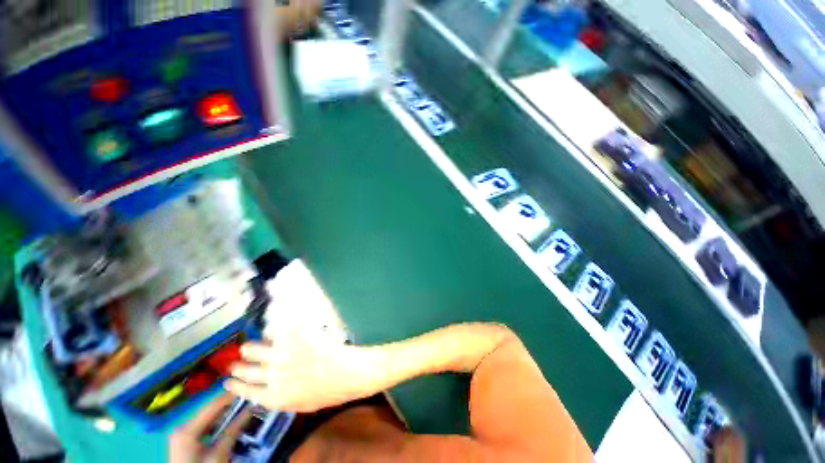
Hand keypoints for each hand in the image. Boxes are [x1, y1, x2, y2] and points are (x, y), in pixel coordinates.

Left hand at [169, 394, 250, 462]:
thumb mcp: (219, 453)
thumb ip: (233, 430)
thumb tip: (250, 409)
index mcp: (187, 429)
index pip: (214, 405)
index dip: (232, 396)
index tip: (250, 389)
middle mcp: (183, 428)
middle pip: (211, 412)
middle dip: (231, 408)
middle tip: (250, 403)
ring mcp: (183, 436)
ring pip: (210, 420)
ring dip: (226, 417)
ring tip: (243, 413)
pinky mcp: (186, 443)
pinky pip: (206, 428)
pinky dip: (219, 426)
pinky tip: (230, 427)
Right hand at [226, 324, 372, 412]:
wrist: (349, 372)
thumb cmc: (329, 391)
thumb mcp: (301, 404)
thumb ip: (281, 398)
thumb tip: (266, 391)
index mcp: (275, 398)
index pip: (246, 392)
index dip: (235, 386)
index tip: (228, 382)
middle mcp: (275, 376)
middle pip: (248, 370)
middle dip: (239, 366)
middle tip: (235, 361)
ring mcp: (286, 355)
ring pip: (258, 349)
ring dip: (250, 349)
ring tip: (247, 347)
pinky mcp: (298, 338)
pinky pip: (280, 331)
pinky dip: (274, 330)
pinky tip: (271, 329)